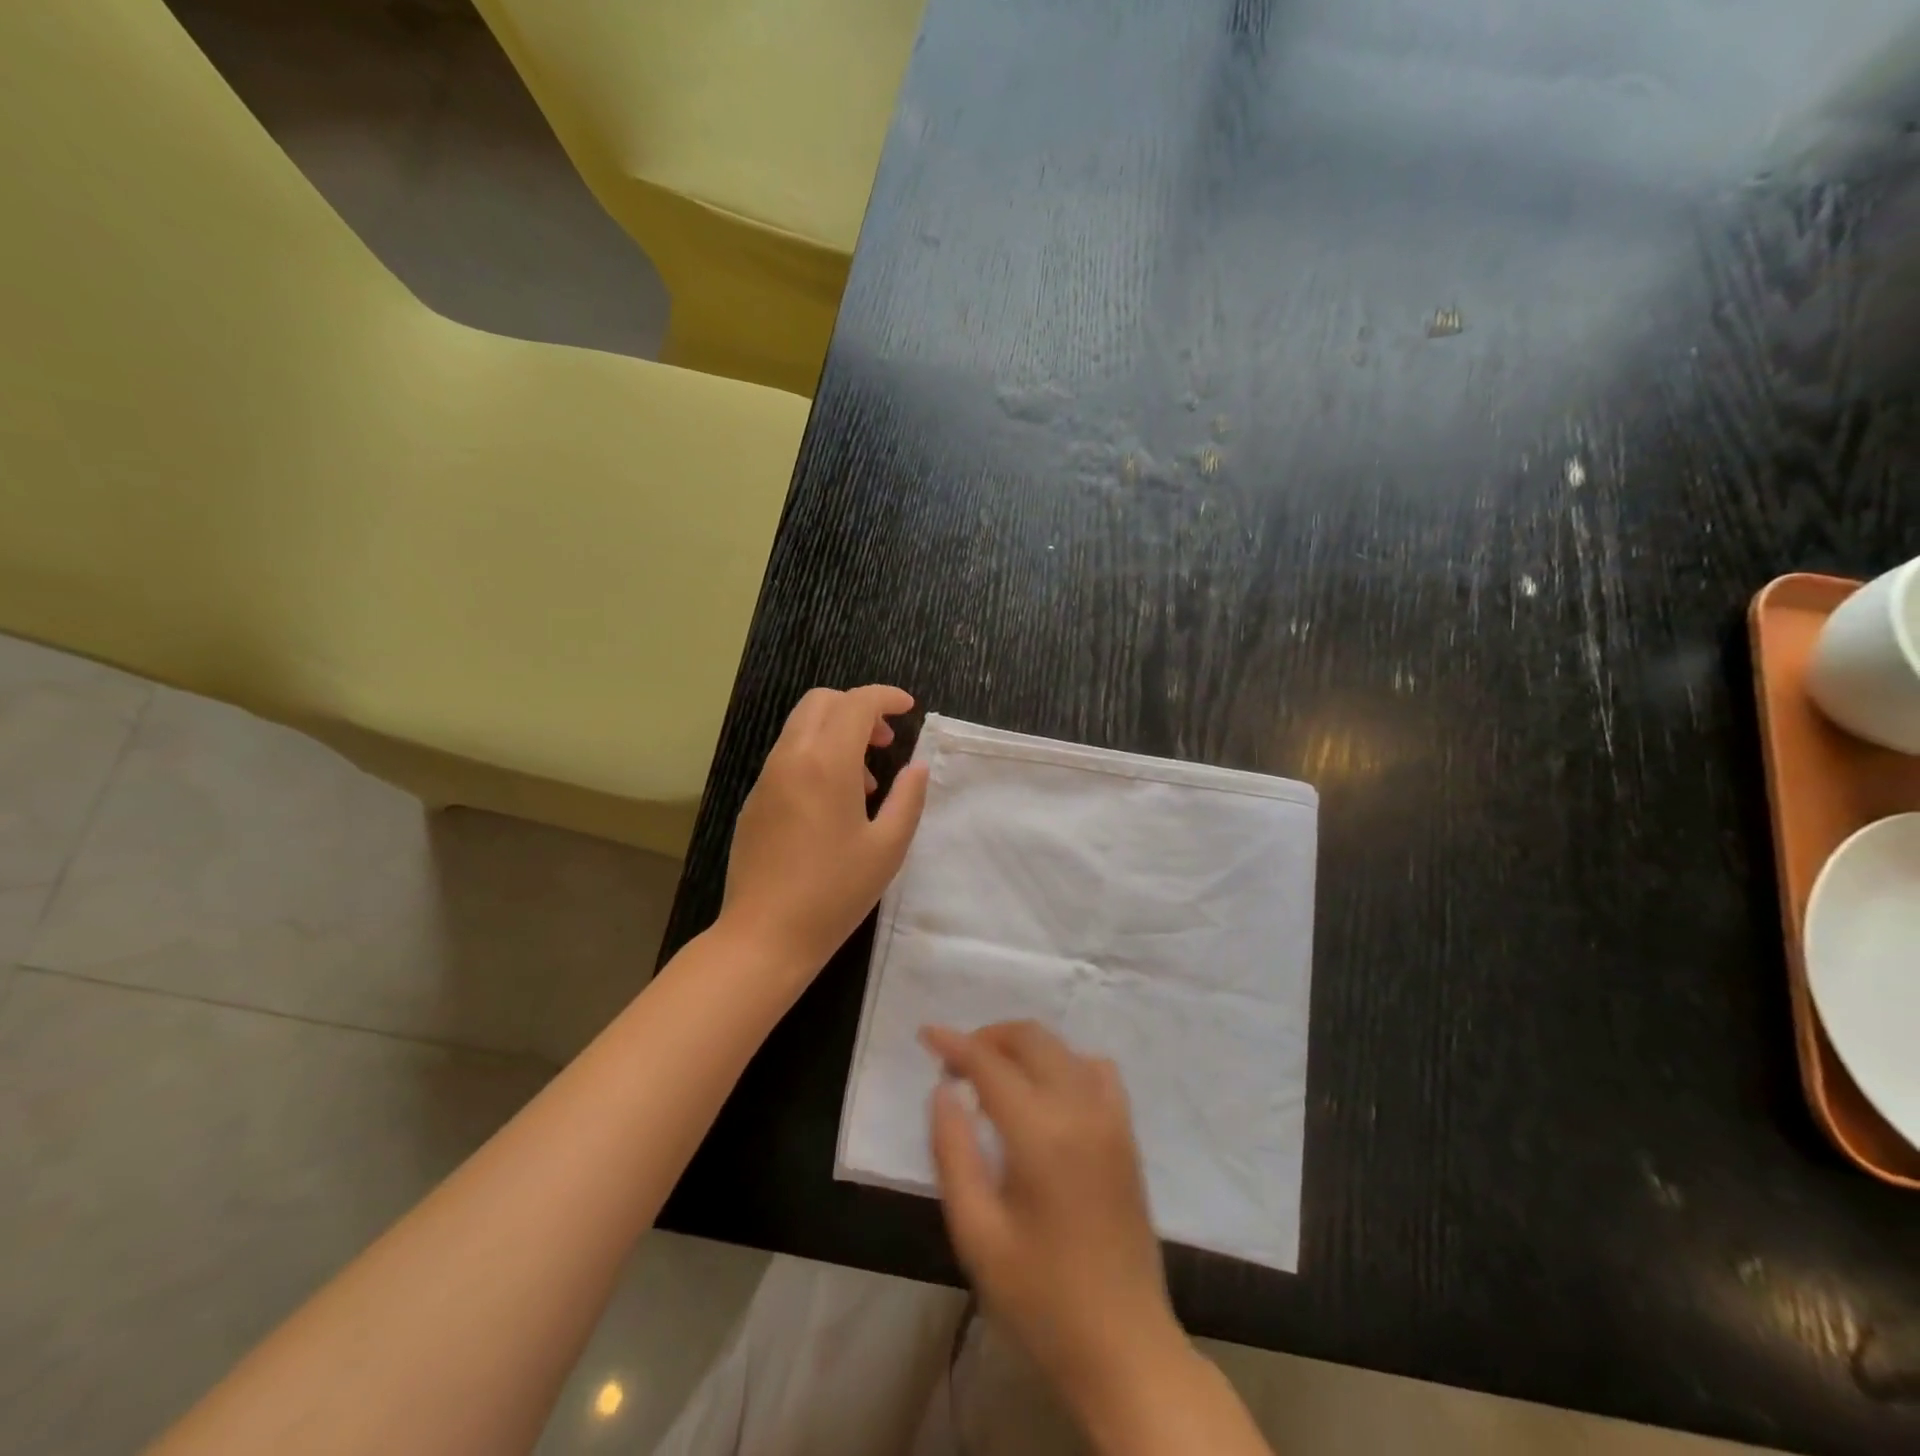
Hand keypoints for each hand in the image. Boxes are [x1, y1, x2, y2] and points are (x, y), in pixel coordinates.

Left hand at [720, 685, 929, 981]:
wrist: (765, 934)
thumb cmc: (835, 892)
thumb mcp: (887, 848)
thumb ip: (908, 798)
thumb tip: (917, 766)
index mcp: (826, 763)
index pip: (857, 703)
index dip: (886, 697)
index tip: (908, 708)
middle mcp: (791, 758)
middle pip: (822, 702)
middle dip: (858, 708)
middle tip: (886, 741)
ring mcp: (767, 778)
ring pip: (801, 727)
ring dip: (837, 733)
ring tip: (867, 781)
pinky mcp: (754, 800)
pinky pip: (788, 756)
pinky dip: (816, 756)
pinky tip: (834, 803)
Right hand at [923, 1022, 1187, 1413]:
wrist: (1124, 1347)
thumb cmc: (1040, 1298)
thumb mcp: (977, 1235)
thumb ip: (953, 1153)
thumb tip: (944, 1091)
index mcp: (1041, 1133)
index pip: (990, 1064)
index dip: (954, 1043)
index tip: (925, 1034)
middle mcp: (1080, 1109)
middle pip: (1030, 1038)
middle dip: (988, 1038)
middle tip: (956, 1065)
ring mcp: (1111, 1117)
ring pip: (1062, 1047)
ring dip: (1023, 1047)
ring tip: (994, 1077)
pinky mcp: (1127, 1134)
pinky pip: (1096, 1070)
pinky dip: (1064, 1062)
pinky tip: (1046, 1093)